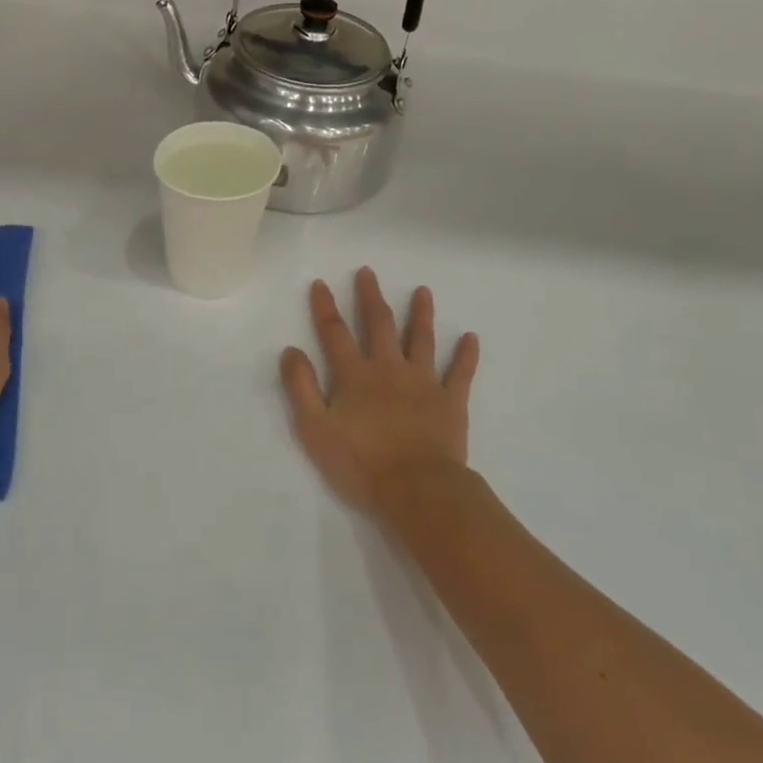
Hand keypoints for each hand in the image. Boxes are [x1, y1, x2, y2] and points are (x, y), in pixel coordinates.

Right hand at [280, 269, 479, 519]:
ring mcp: (423, 382)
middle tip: (368, 272)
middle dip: (371, 297)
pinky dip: (466, 355)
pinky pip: (461, 373)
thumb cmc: (361, 463)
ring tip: (423, 291)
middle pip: (379, 325)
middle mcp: (389, 368)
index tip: (320, 283)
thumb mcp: (315, 428)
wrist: (417, 489)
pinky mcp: (451, 401)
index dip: (325, 307)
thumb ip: (301, 387)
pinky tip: (472, 337)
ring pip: (421, 339)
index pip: (335, 333)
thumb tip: (291, 350)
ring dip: (421, 314)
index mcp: (355, 375)